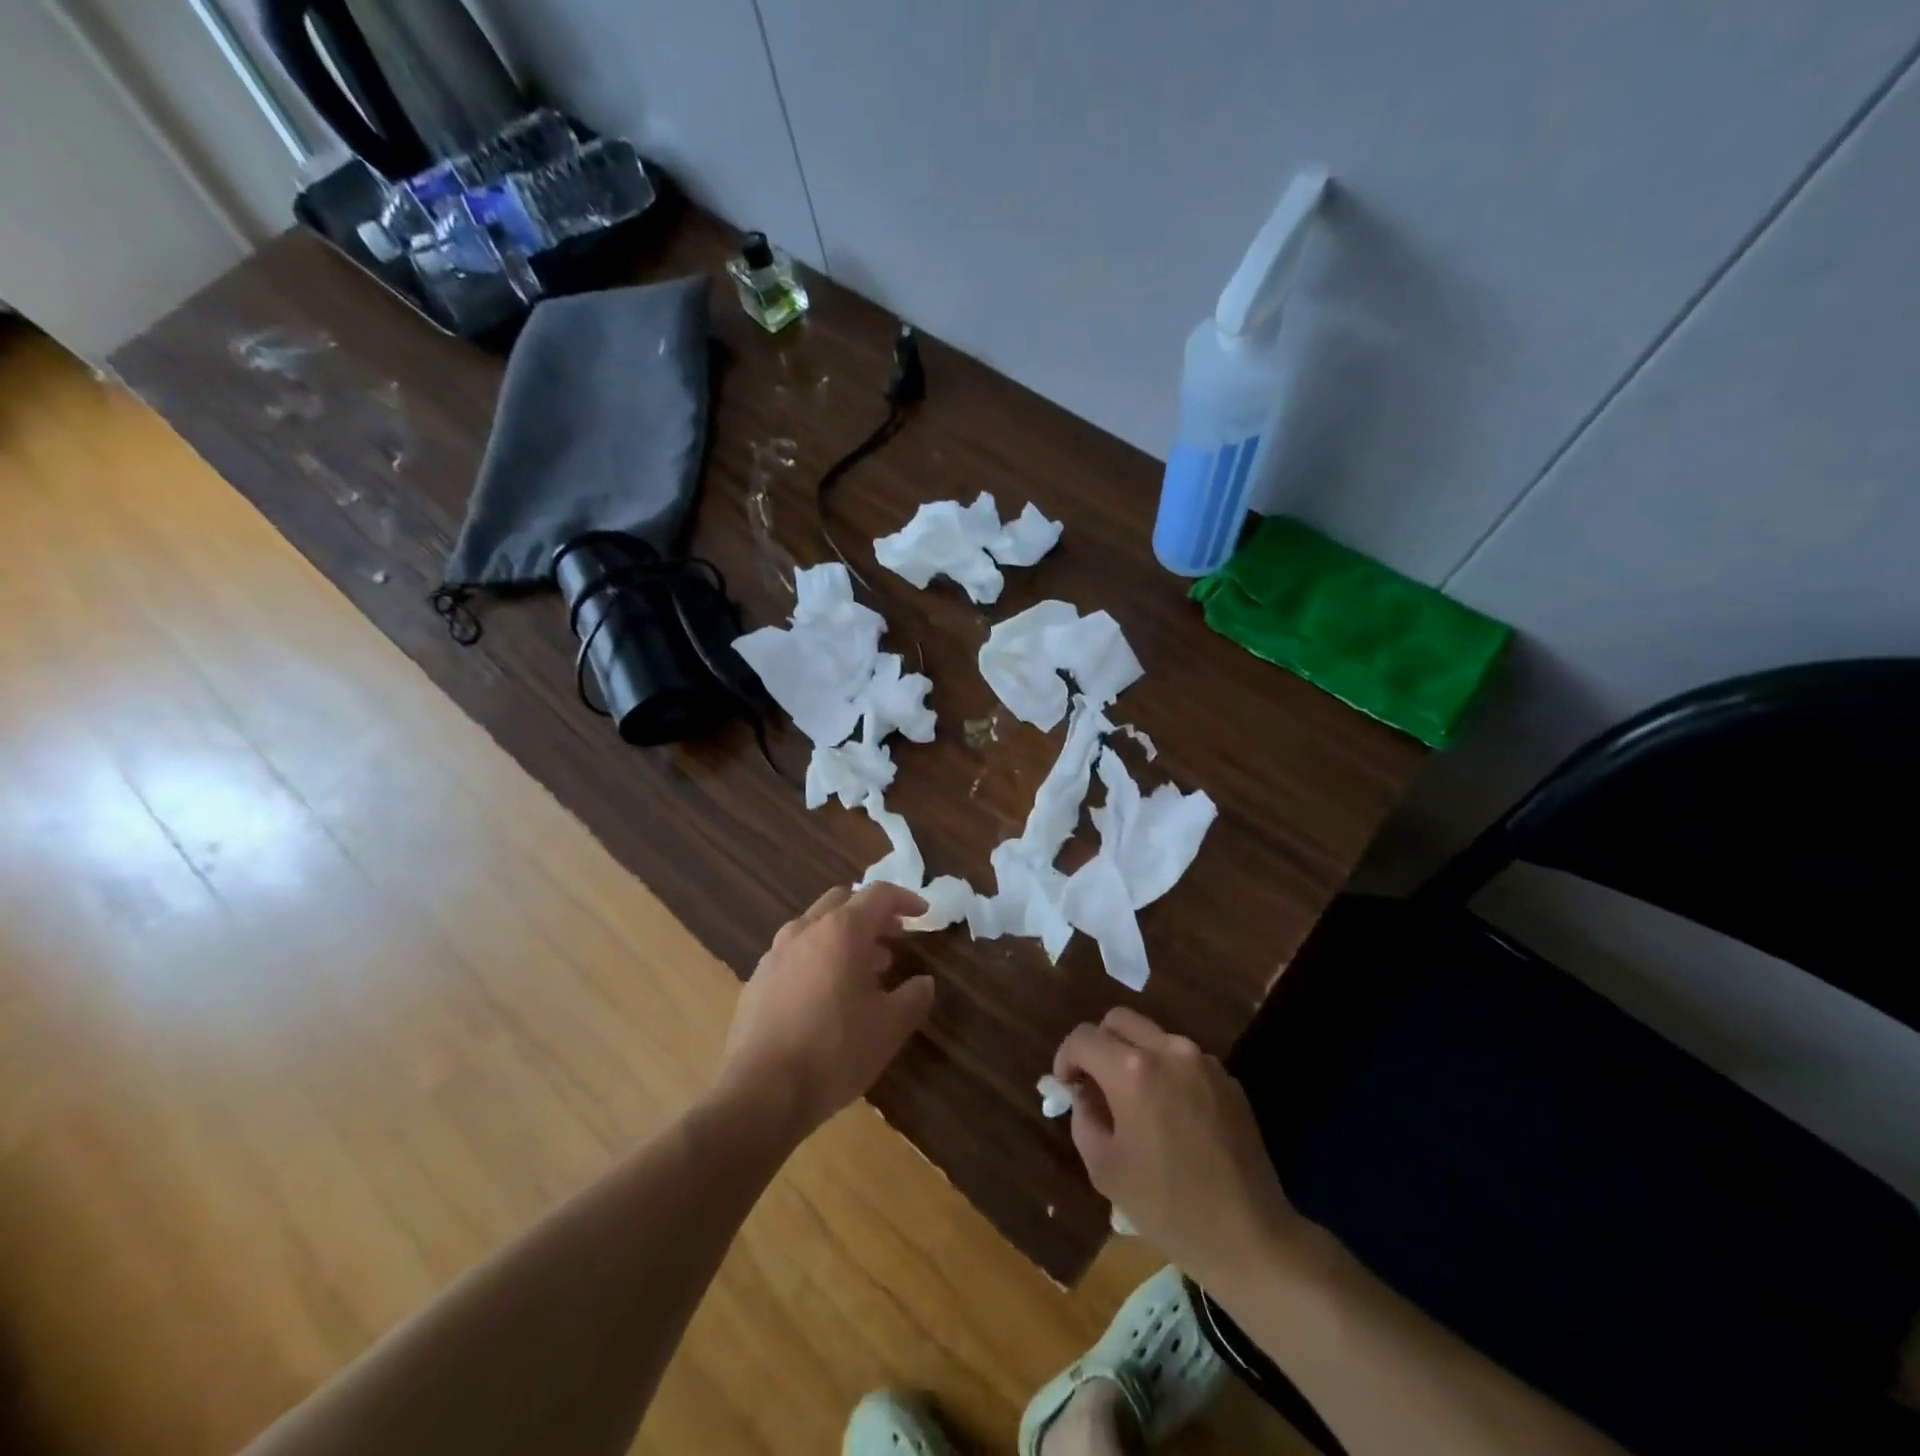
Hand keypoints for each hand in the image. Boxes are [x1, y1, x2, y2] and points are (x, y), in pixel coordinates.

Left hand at [718, 884, 933, 1140]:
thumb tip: (923, 982)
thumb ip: (913, 997)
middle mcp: (805, 930)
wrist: (760, 1093)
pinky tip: (826, 995)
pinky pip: (794, 953)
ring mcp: (775, 954)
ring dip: (843, 936)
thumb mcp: (890, 1028)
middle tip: (893, 938)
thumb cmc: (835, 1052)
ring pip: (815, 926)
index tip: (922, 915)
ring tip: (864, 969)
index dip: (905, 900)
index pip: (878, 895)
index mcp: (841, 931)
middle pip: (842, 901)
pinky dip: (818, 957)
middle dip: (871, 914)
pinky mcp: (757, 980)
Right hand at [1055, 1008, 1298, 1282]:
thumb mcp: (1104, 1168)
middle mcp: (1168, 1051)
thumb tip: (1085, 1094)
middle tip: (1095, 1083)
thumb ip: (1084, 1117)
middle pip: (1118, 1020)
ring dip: (1133, 1056)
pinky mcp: (1227, 1078)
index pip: (1083, 1038)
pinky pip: (1183, 1059)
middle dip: (1098, 1045)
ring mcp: (1202, 1061)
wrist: (1249, 1236)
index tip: (1067, 1085)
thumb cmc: (1167, 1207)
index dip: (1066, 1057)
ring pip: (1153, 1036)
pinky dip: (1165, 1072)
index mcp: (1132, 1071)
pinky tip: (1170, 1115)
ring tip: (1134, 1101)